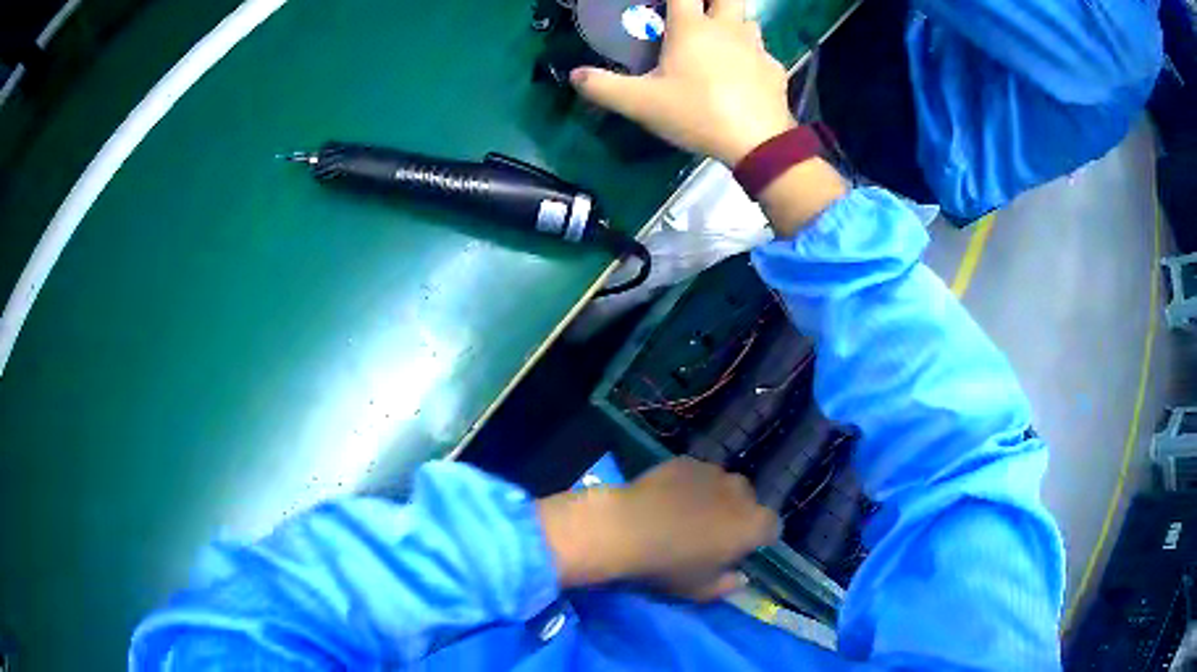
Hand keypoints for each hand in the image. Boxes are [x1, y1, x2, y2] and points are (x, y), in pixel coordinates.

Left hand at [539, 457, 777, 600]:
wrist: (626, 528)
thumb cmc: (669, 565)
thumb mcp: (700, 590)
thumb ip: (728, 585)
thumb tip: (741, 578)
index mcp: (753, 525)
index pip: (772, 528)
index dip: (757, 539)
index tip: (737, 551)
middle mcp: (741, 492)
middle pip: (748, 503)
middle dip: (736, 516)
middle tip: (710, 534)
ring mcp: (713, 472)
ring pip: (723, 486)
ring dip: (714, 498)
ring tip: (685, 514)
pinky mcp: (686, 462)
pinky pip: (696, 475)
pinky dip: (689, 485)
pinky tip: (666, 499)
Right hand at [570, 0, 795, 164]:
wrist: (758, 143)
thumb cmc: (698, 114)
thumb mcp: (642, 104)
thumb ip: (604, 87)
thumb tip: (574, 75)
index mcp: (692, 28)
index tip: (664, 1)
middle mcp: (727, 28)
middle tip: (699, 10)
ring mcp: (756, 47)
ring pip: (747, 19)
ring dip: (733, 20)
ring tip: (720, 37)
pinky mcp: (775, 69)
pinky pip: (762, 52)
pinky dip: (751, 55)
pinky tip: (744, 73)